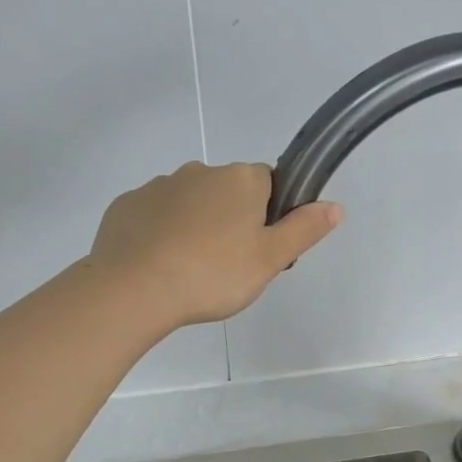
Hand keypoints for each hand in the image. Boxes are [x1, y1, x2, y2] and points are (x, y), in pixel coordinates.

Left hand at [89, 161, 341, 327]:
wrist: (135, 289)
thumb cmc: (213, 274)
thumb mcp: (270, 259)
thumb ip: (304, 230)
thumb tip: (335, 206)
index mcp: (239, 180)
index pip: (268, 183)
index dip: (269, 214)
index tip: (260, 248)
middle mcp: (199, 172)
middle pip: (227, 192)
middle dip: (231, 220)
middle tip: (228, 266)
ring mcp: (158, 186)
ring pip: (189, 203)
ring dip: (195, 226)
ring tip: (190, 270)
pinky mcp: (126, 206)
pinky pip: (154, 216)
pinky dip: (160, 234)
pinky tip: (159, 266)